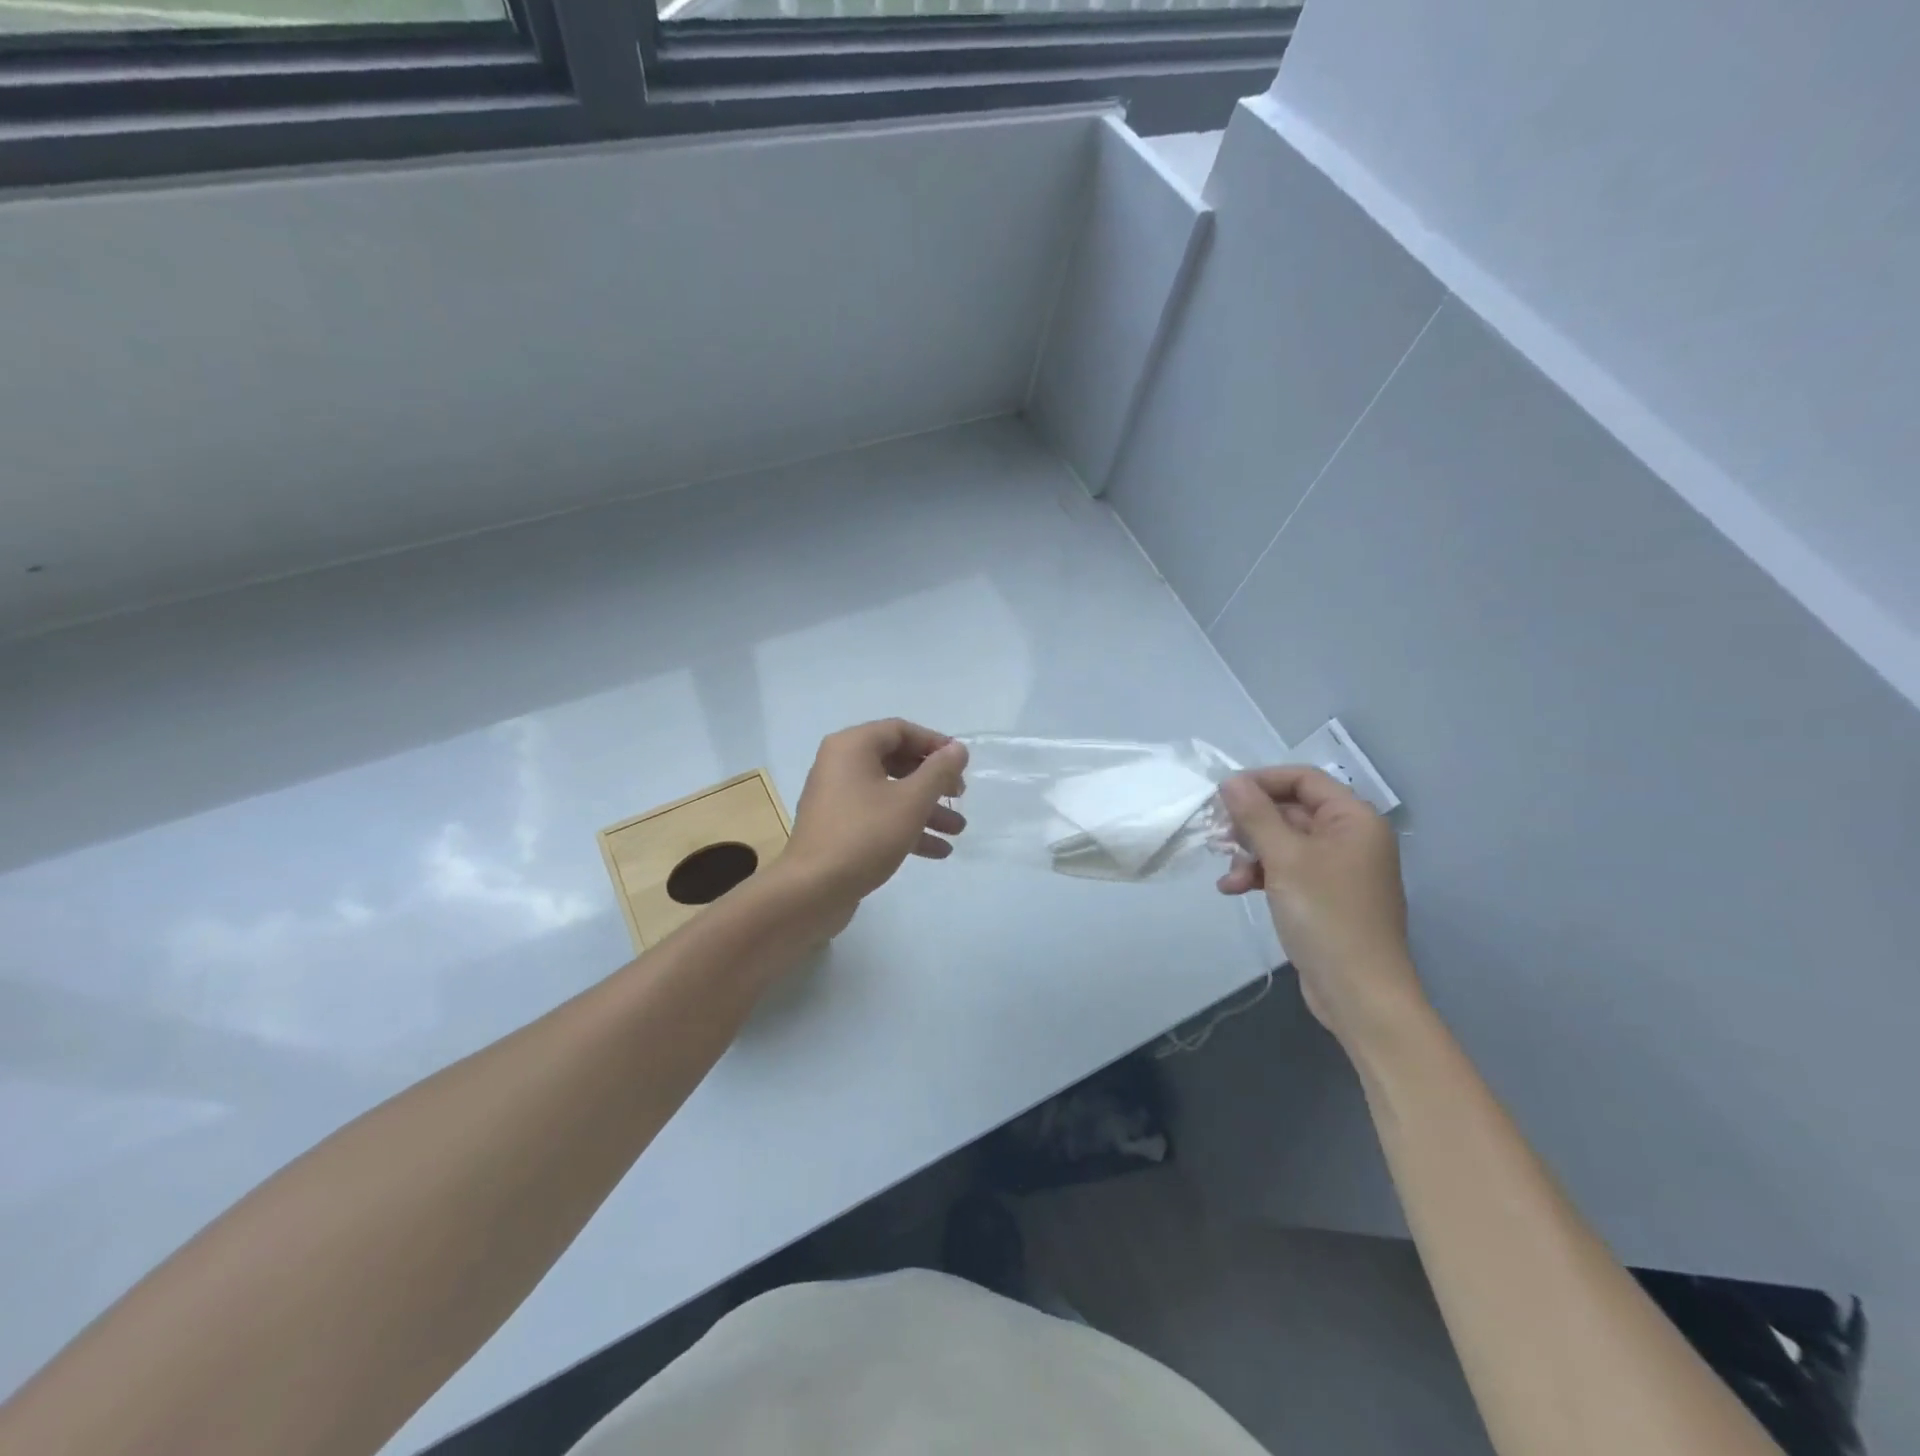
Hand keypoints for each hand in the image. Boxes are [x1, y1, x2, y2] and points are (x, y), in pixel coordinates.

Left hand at [779, 720, 968, 923]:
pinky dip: (906, 828)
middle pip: (896, 761)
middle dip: (933, 781)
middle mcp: (840, 765)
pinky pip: (878, 817)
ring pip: (890, 793)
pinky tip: (937, 851)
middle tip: (959, 796)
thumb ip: (938, 771)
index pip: (900, 730)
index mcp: (852, 746)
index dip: (935, 743)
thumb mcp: (911, 801)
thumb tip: (958, 749)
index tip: (962, 763)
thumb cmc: (864, 835)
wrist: (812, 890)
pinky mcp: (839, 828)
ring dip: (925, 809)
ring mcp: (837, 798)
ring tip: (958, 830)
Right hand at [1217, 766, 1422, 1048]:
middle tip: (1218, 838)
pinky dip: (1260, 875)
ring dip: (1251, 854)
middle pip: (1291, 811)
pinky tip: (1234, 890)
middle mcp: (1350, 837)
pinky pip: (1287, 870)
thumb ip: (1256, 815)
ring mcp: (1338, 869)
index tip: (1222, 796)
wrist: (1359, 992)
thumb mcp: (1285, 858)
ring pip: (1283, 842)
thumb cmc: (1326, 914)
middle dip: (1251, 825)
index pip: (1303, 779)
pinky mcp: (1324, 897)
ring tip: (1229, 877)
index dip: (1261, 781)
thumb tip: (1231, 781)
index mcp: (1354, 819)